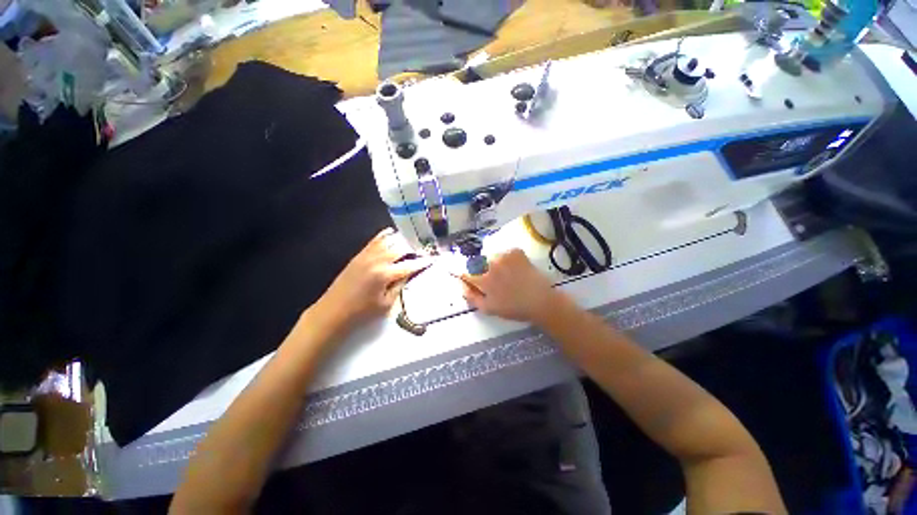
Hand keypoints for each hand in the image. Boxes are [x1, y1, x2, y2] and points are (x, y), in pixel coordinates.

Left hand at [313, 228, 430, 336]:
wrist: (333, 311)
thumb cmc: (362, 312)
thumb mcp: (386, 304)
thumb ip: (400, 286)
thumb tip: (410, 274)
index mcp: (385, 274)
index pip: (409, 265)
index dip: (422, 262)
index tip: (432, 259)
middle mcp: (377, 261)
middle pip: (400, 249)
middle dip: (414, 249)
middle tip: (423, 250)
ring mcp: (367, 256)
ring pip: (388, 241)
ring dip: (401, 240)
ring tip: (411, 240)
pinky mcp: (359, 255)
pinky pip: (373, 241)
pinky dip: (383, 235)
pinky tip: (391, 232)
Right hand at [461, 249, 561, 322]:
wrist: (541, 301)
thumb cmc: (514, 308)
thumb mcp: (489, 308)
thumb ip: (471, 297)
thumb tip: (462, 286)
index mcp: (483, 278)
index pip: (465, 272)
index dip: (467, 278)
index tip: (473, 282)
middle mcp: (490, 263)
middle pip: (477, 263)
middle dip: (481, 271)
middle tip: (495, 281)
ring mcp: (504, 255)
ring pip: (491, 257)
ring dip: (494, 264)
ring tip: (506, 275)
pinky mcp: (516, 251)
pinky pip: (505, 253)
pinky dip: (507, 260)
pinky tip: (515, 269)